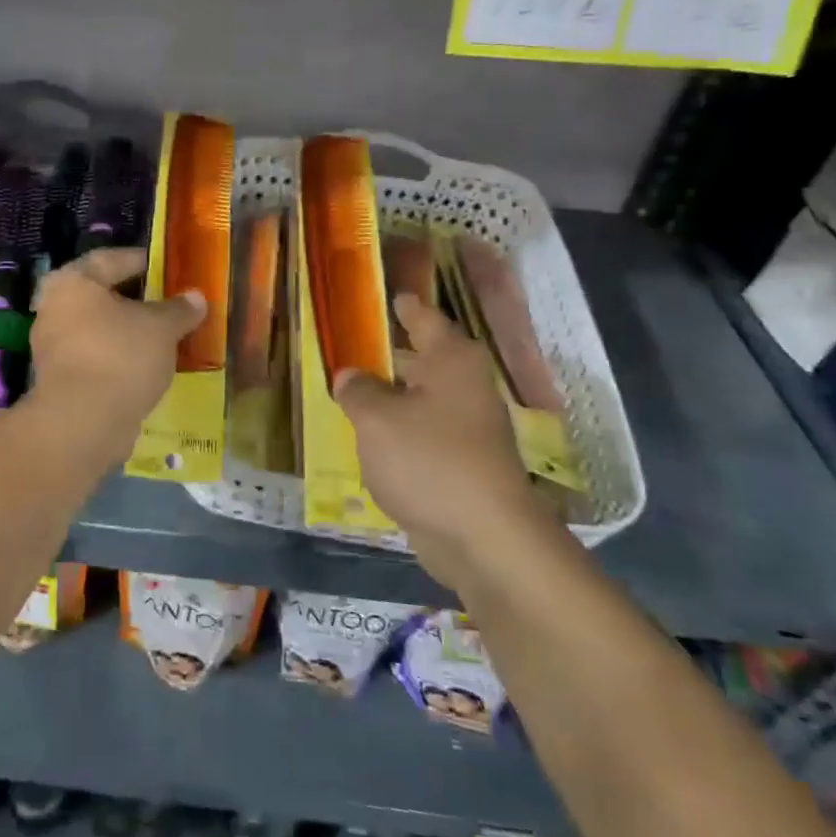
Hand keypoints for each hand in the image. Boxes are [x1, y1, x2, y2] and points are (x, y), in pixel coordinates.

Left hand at [30, 247, 206, 439]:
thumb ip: (179, 309)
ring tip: (161, 337)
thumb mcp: (162, 327)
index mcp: (73, 282)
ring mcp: (52, 347)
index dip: (140, 261)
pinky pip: (94, 357)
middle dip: (134, 300)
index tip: (165, 268)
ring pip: (97, 329)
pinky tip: (144, 366)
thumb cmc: (121, 356)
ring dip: (126, 331)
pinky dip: (117, 357)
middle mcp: (53, 308)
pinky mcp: (58, 380)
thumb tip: (196, 297)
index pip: (110, 259)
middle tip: (167, 303)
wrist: (83, 423)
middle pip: (101, 296)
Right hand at [335, 292, 541, 586]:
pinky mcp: (462, 466)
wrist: (485, 540)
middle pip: (423, 360)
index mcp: (451, 361)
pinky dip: (398, 432)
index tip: (390, 296)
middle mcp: (465, 387)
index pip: (425, 319)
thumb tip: (351, 375)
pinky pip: (422, 435)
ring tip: (351, 390)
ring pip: (421, 400)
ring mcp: (468, 429)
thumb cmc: (430, 461)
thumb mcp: (377, 420)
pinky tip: (369, 438)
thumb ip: (358, 391)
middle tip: (353, 344)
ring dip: (391, 396)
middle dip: (391, 354)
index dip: (405, 307)